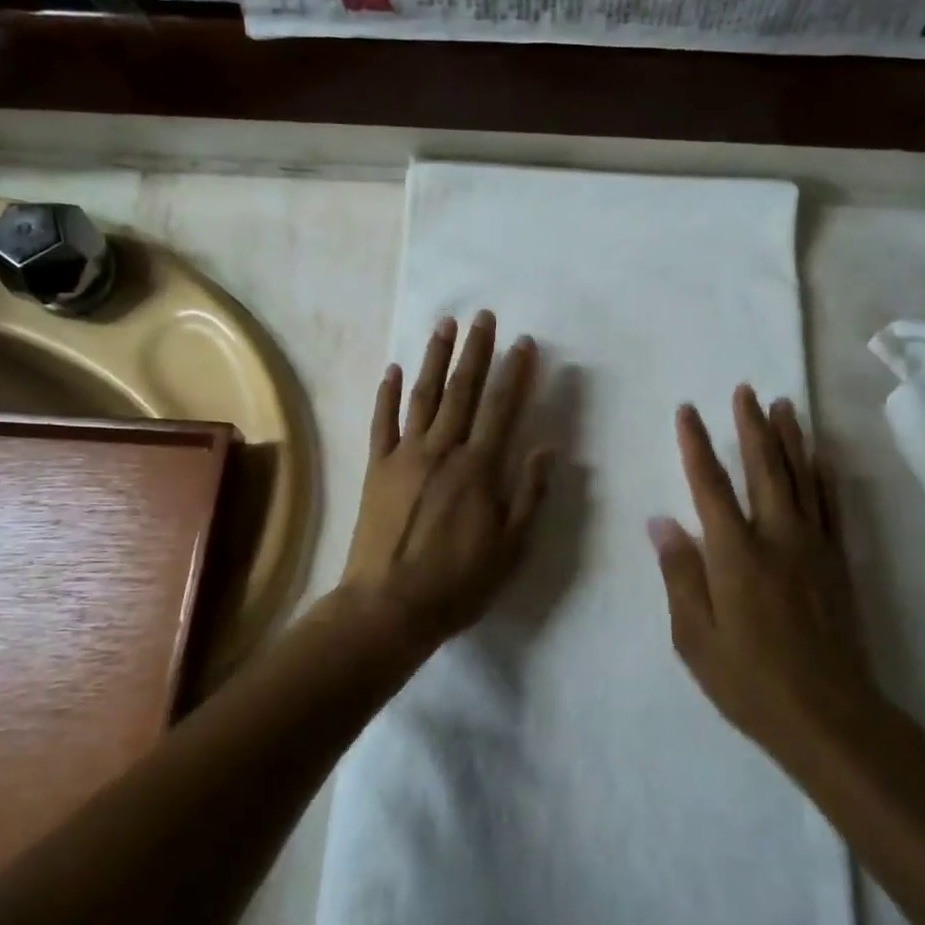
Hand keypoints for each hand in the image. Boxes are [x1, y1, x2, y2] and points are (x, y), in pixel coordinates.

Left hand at [337, 311, 551, 658]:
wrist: (388, 607)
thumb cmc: (457, 582)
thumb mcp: (510, 548)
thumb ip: (530, 494)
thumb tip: (548, 448)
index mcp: (478, 469)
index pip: (502, 408)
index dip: (515, 373)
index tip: (524, 342)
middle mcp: (441, 451)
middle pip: (462, 391)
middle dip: (475, 351)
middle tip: (483, 317)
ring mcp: (404, 456)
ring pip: (423, 397)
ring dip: (434, 359)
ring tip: (444, 325)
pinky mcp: (377, 469)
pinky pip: (382, 423)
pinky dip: (387, 394)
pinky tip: (392, 369)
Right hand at [649, 387, 878, 765]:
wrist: (829, 715)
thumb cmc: (748, 680)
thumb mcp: (694, 636)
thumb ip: (679, 573)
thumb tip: (661, 521)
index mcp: (734, 552)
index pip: (709, 484)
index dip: (696, 444)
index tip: (687, 410)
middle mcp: (776, 536)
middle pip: (763, 466)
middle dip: (752, 424)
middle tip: (746, 389)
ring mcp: (813, 546)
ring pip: (801, 477)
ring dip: (790, 437)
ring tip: (784, 404)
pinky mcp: (838, 561)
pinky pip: (831, 505)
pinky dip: (824, 475)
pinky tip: (821, 457)